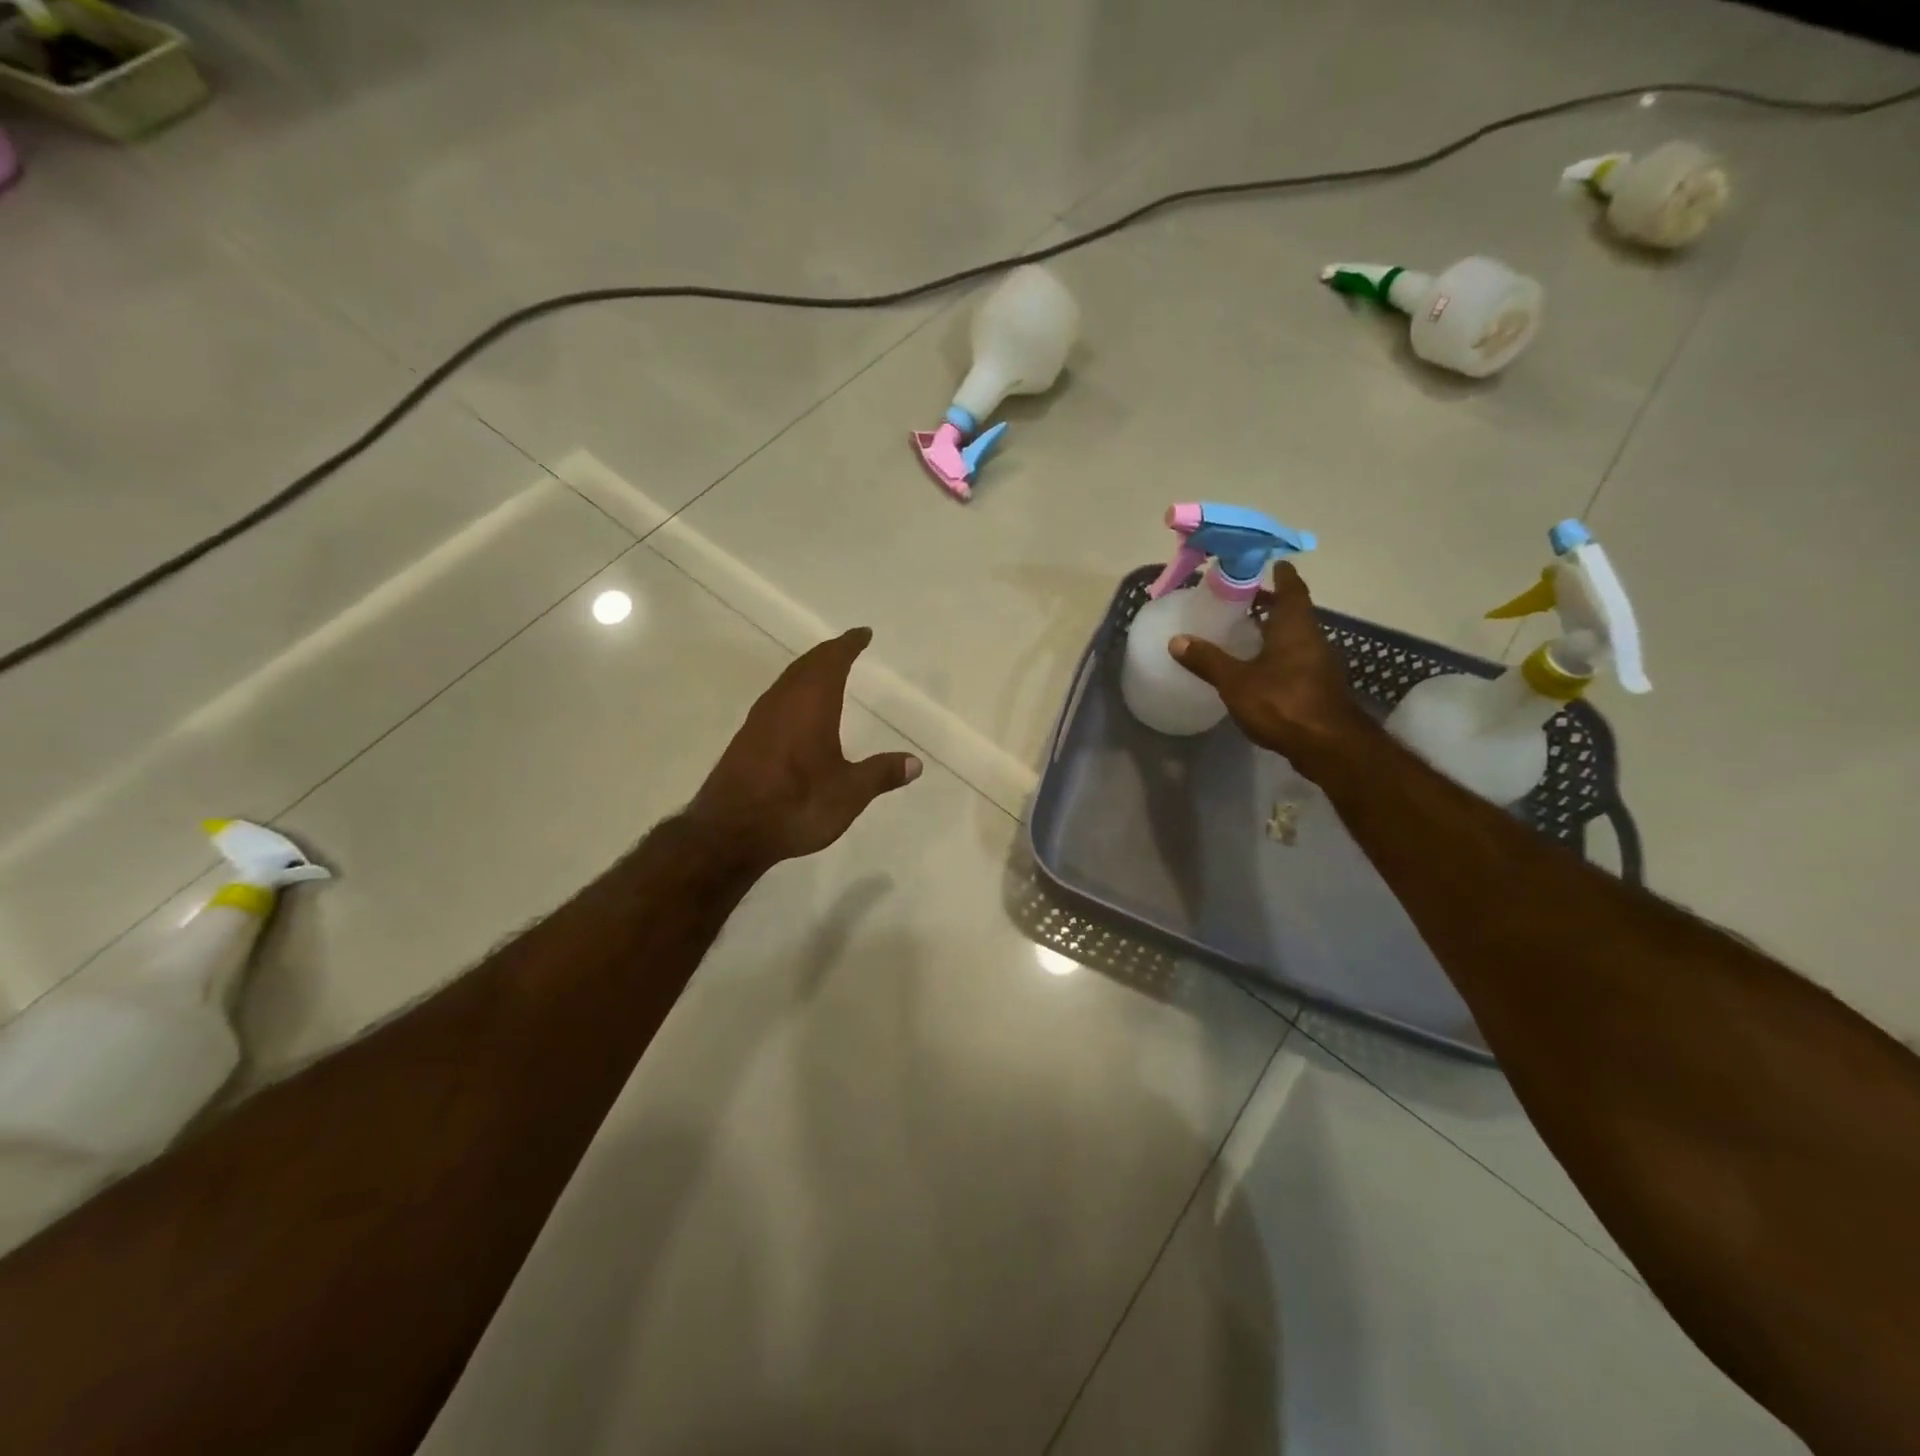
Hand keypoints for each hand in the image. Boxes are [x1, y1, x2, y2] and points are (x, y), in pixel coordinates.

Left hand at [689, 628, 922, 872]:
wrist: (730, 831)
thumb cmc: (797, 805)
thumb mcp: (849, 793)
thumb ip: (881, 774)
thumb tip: (915, 762)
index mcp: (811, 704)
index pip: (832, 661)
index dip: (848, 645)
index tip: (862, 633)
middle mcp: (783, 703)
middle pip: (806, 665)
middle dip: (828, 653)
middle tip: (847, 647)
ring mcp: (760, 720)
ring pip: (787, 681)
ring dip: (808, 671)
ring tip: (826, 672)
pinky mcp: (746, 739)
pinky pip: (776, 700)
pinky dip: (794, 692)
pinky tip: (797, 711)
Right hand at [1170, 562, 1377, 780]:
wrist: (1329, 746)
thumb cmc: (1283, 702)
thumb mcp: (1236, 681)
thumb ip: (1207, 660)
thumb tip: (1177, 640)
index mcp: (1294, 626)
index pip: (1292, 587)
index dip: (1281, 574)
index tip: (1268, 563)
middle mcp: (1312, 638)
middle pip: (1293, 612)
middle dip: (1270, 603)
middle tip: (1242, 599)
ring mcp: (1319, 664)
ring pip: (1295, 637)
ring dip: (1274, 630)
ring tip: (1244, 632)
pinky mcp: (1318, 687)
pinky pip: (1296, 659)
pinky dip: (1278, 654)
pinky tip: (1258, 667)